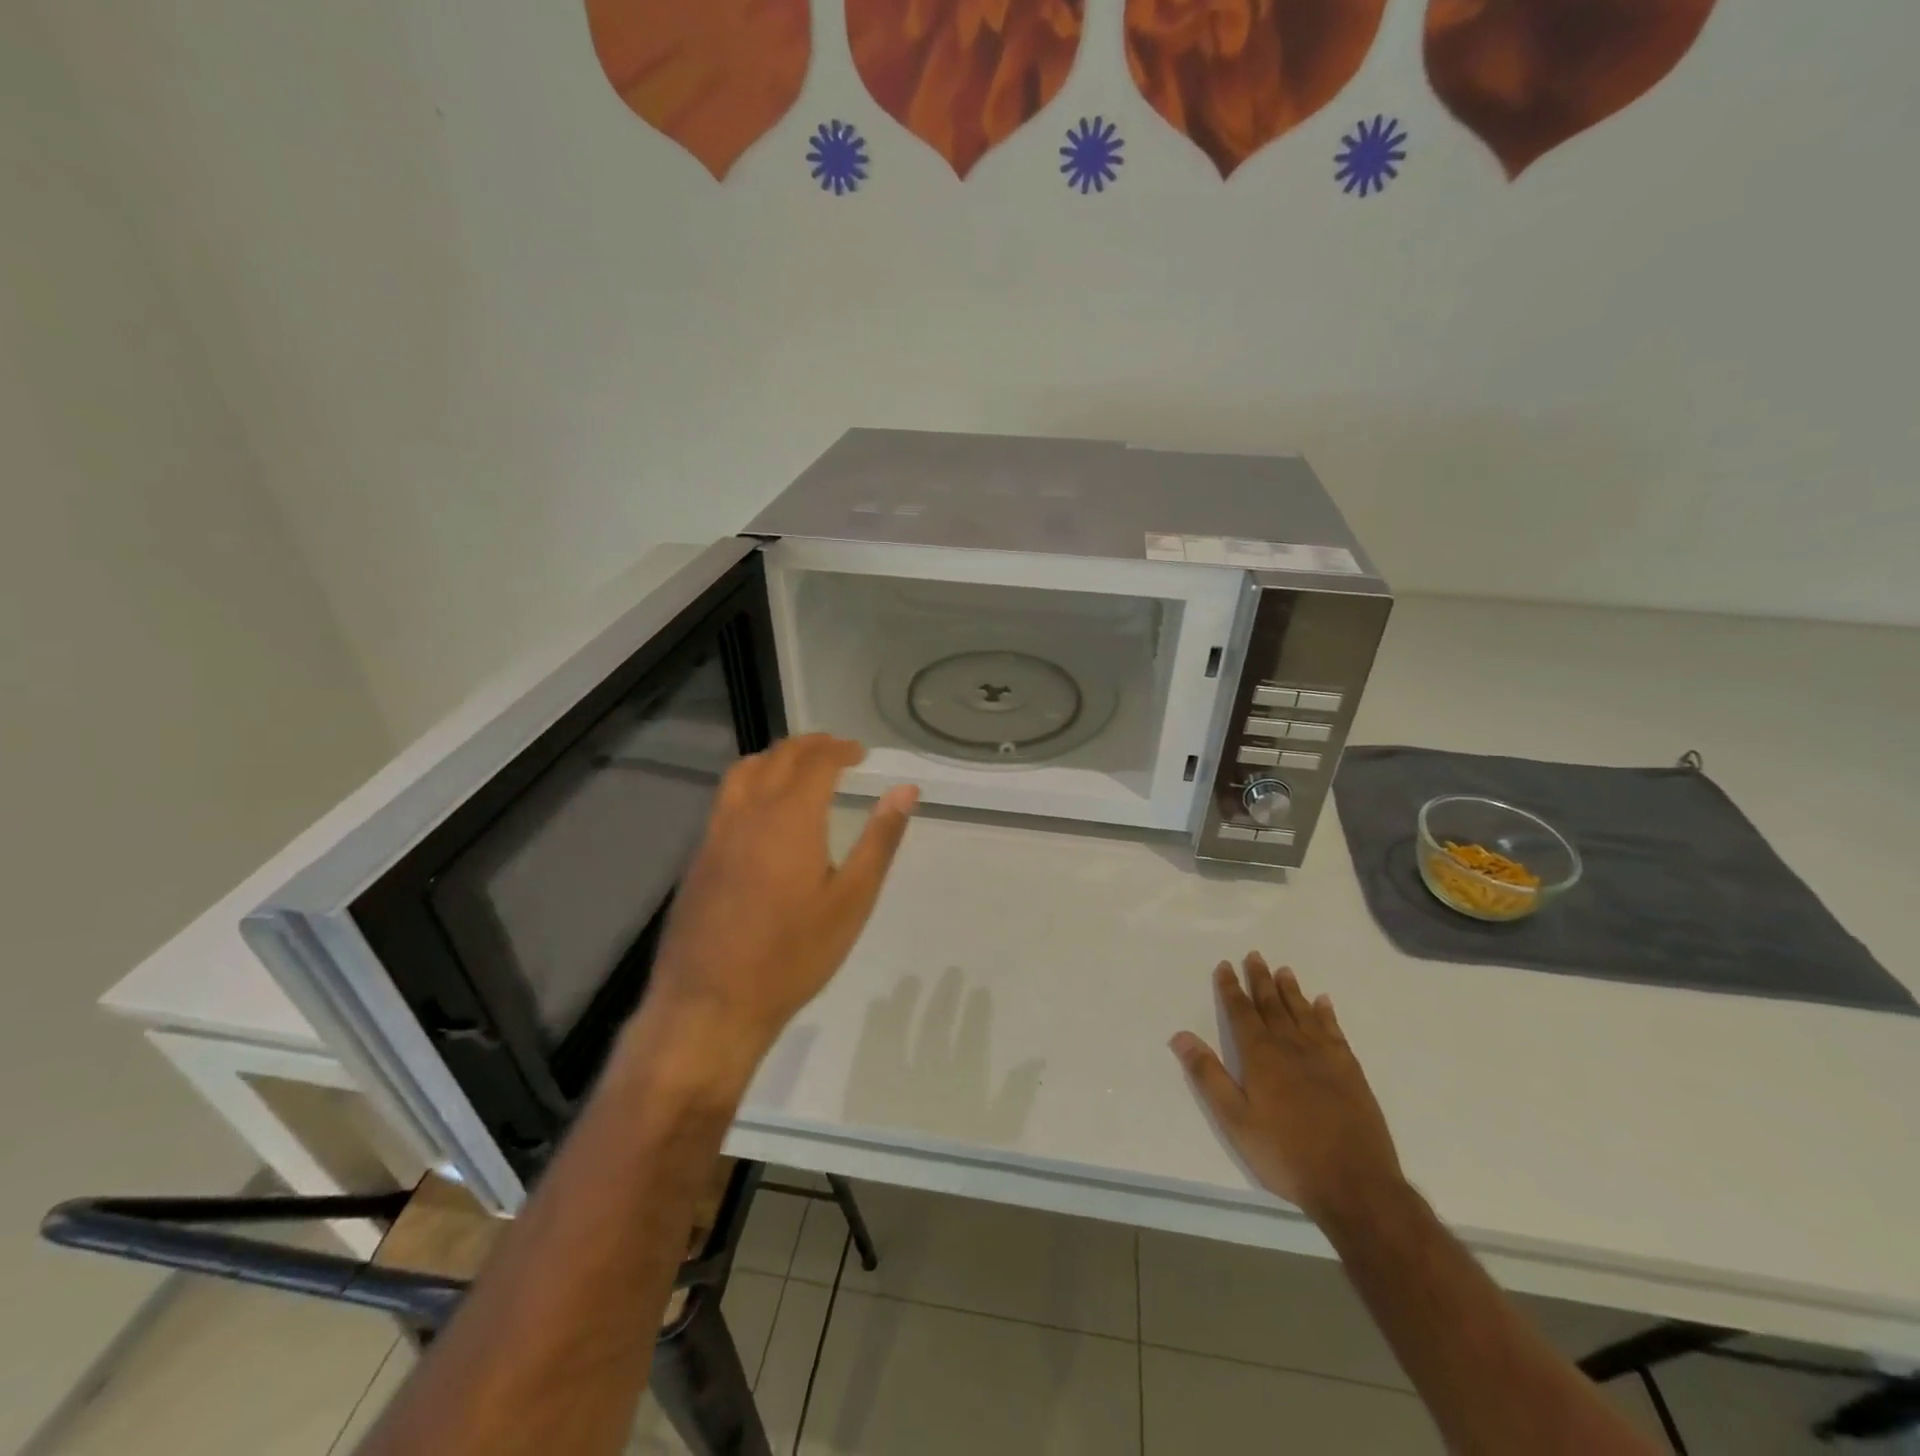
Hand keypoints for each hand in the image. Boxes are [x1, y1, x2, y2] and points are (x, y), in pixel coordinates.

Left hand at [636, 735, 917, 1086]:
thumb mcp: (852, 900)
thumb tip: (906, 790)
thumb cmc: (793, 954)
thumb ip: (879, 839)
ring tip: (797, 768)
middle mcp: (748, 813)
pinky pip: (725, 800)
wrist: (711, 1004)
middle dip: (809, 746)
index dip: (840, 749)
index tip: (860, 753)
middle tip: (835, 751)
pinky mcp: (698, 858)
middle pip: (777, 757)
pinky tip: (762, 813)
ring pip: (742, 773)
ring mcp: (715, 834)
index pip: (816, 761)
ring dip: (773, 758)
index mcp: (790, 817)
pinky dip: (750, 784)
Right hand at [1171, 954, 1403, 1227]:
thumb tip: (1180, 1036)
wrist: (1355, 1185)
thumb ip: (1208, 1076)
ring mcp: (1325, 1057)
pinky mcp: (1351, 1071)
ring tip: (1283, 970)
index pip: (1241, 1013)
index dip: (1230, 988)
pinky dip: (1326, 1014)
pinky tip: (1323, 1002)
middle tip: (1254, 956)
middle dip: (1260, 980)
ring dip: (1291, 990)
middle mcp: (1291, 1046)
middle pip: (1272, 1005)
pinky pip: (1335, 1031)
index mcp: (1261, 1057)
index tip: (1224, 966)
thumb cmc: (1286, 1154)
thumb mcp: (1235, 1121)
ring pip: (1303, 1012)